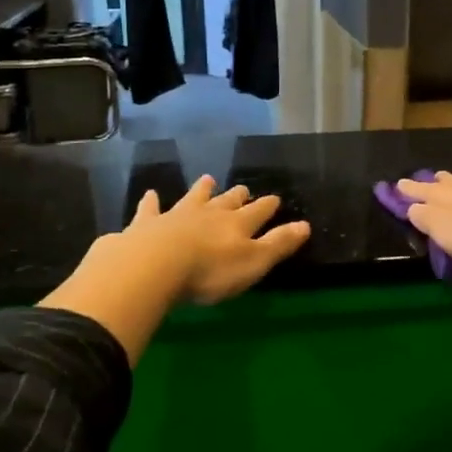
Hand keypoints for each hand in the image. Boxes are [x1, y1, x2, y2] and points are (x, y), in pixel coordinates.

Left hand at [41, 175, 310, 364]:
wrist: (154, 266)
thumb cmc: (210, 271)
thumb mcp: (254, 262)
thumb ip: (279, 244)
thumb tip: (305, 225)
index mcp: (237, 225)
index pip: (258, 212)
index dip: (267, 206)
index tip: (275, 198)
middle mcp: (208, 214)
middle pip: (226, 202)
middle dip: (236, 196)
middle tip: (243, 188)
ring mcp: (176, 216)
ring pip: (192, 199)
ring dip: (201, 191)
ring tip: (207, 180)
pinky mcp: (147, 225)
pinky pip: (150, 210)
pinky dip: (151, 202)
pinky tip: (150, 194)